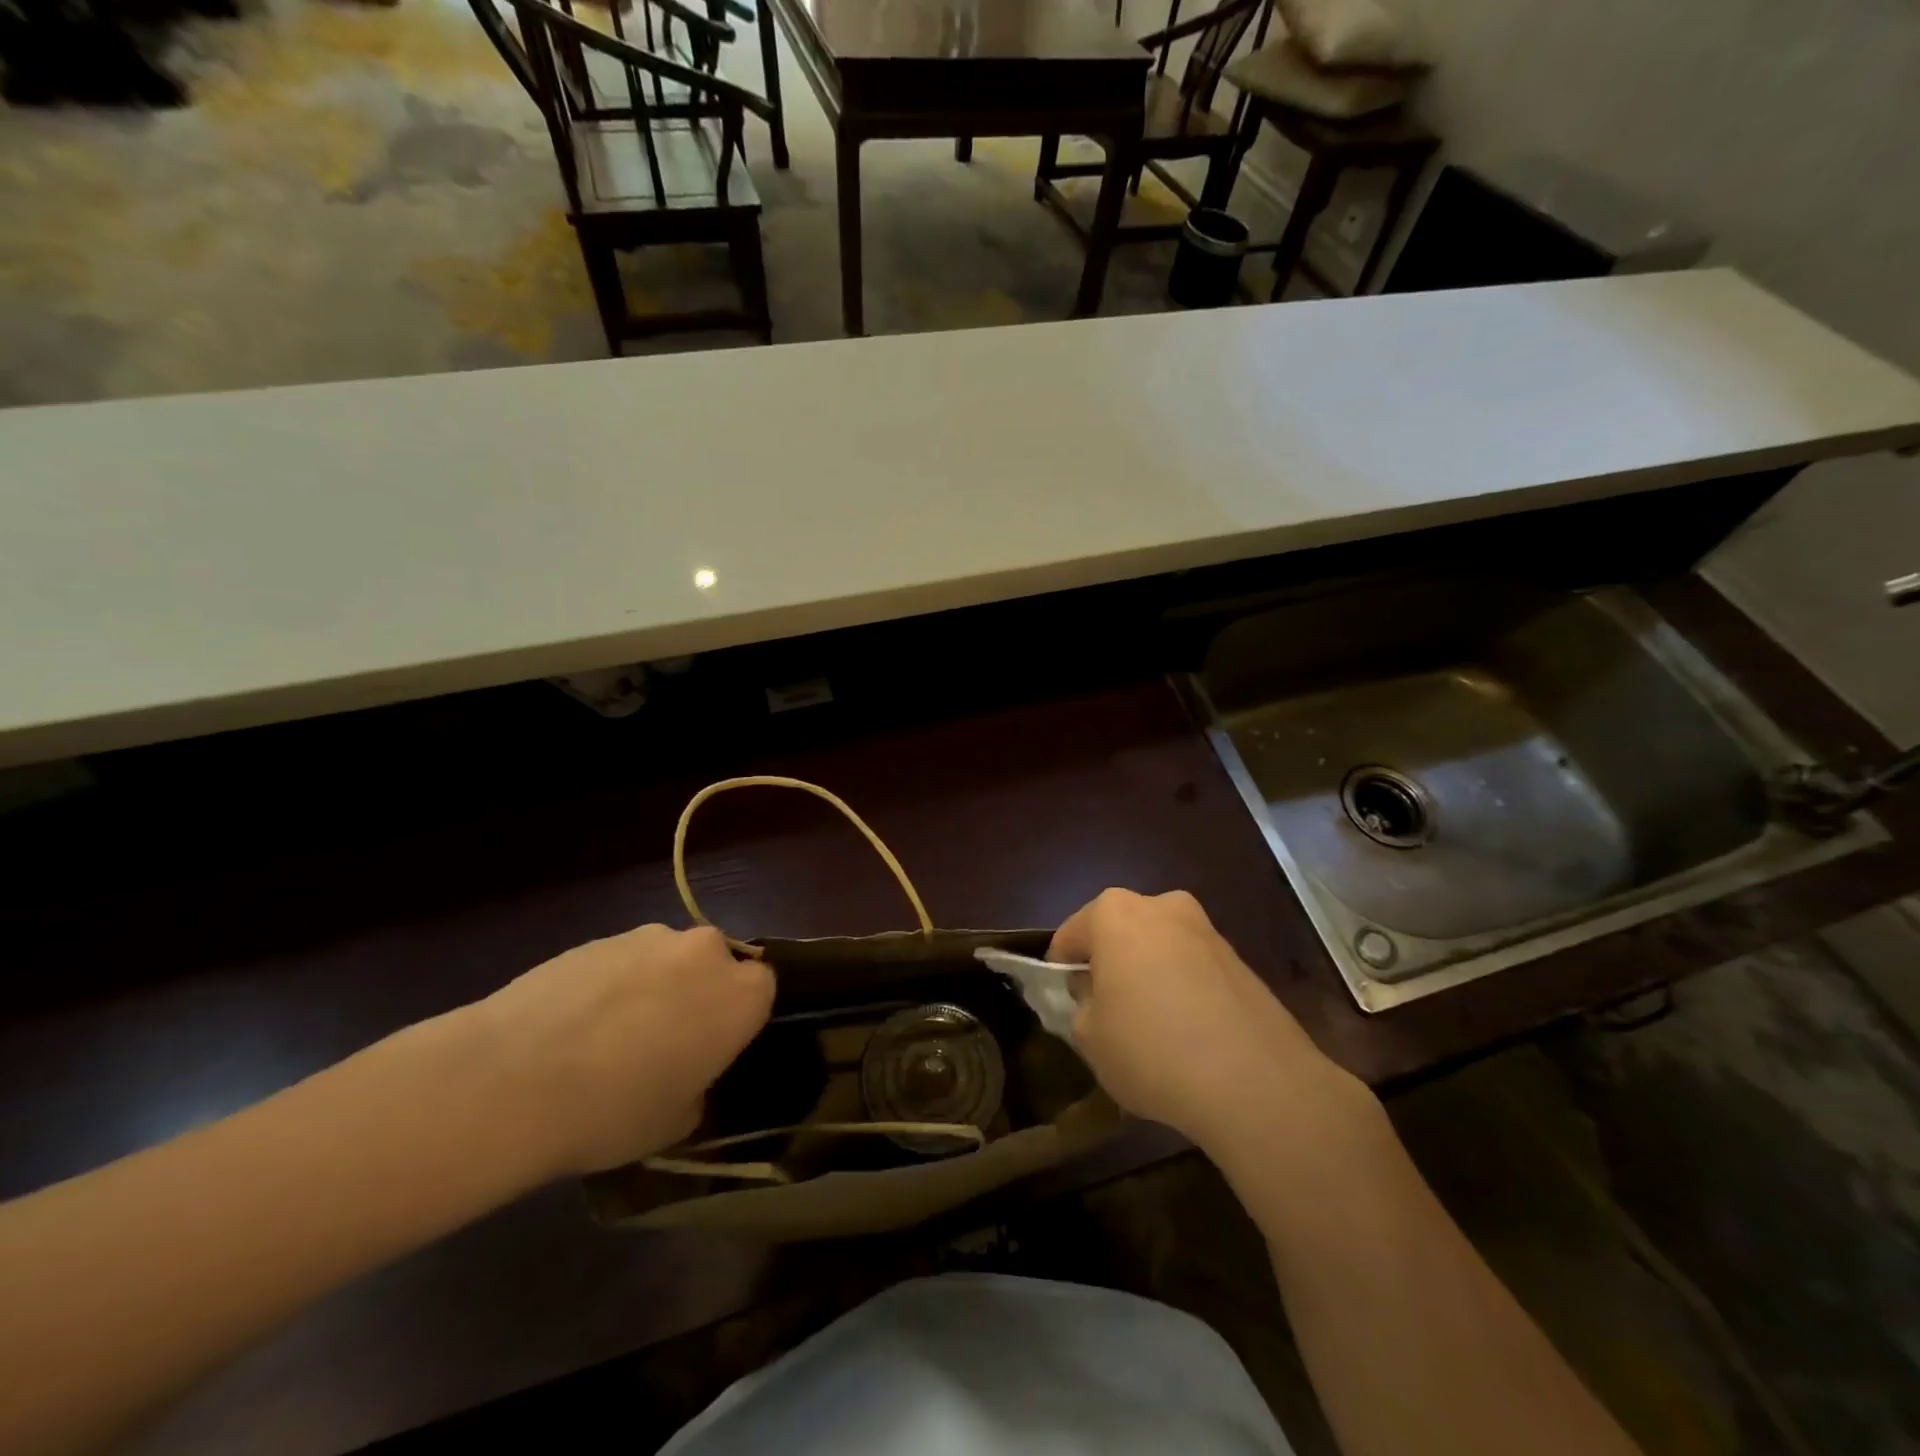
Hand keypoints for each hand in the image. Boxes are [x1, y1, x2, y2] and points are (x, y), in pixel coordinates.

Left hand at [472, 924, 773, 1177]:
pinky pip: (622, 960)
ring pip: (667, 960)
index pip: (762, 991)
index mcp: (741, 995)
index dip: (737, 1021)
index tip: (712, 1050)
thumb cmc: (614, 1109)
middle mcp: (705, 952)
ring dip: (653, 987)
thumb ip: (698, 1087)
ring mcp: (649, 937)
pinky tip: (573, 1025)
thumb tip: (684, 1076)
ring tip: (606, 1037)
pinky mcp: (599, 937)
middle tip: (663, 1043)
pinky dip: (610, 984)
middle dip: (696, 995)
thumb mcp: (676, 1122)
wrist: (512, 1079)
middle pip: (715, 965)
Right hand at [1048, 889, 1362, 1150]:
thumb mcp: (1089, 1037)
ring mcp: (1206, 929)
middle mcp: (1161, 906)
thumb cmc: (1151, 1049)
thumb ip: (1082, 1006)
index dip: (1061, 972)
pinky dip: (1182, 991)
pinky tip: (1187, 1037)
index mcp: (1114, 912)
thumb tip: (1097, 995)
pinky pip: (1192, 969)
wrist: (1256, 1082)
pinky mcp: (1240, 960)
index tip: (1065, 1006)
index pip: (1070, 936)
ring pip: (1158, 949)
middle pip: (1118, 934)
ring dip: (1148, 976)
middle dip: (1109, 966)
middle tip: (1106, 1014)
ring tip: (1151, 1030)